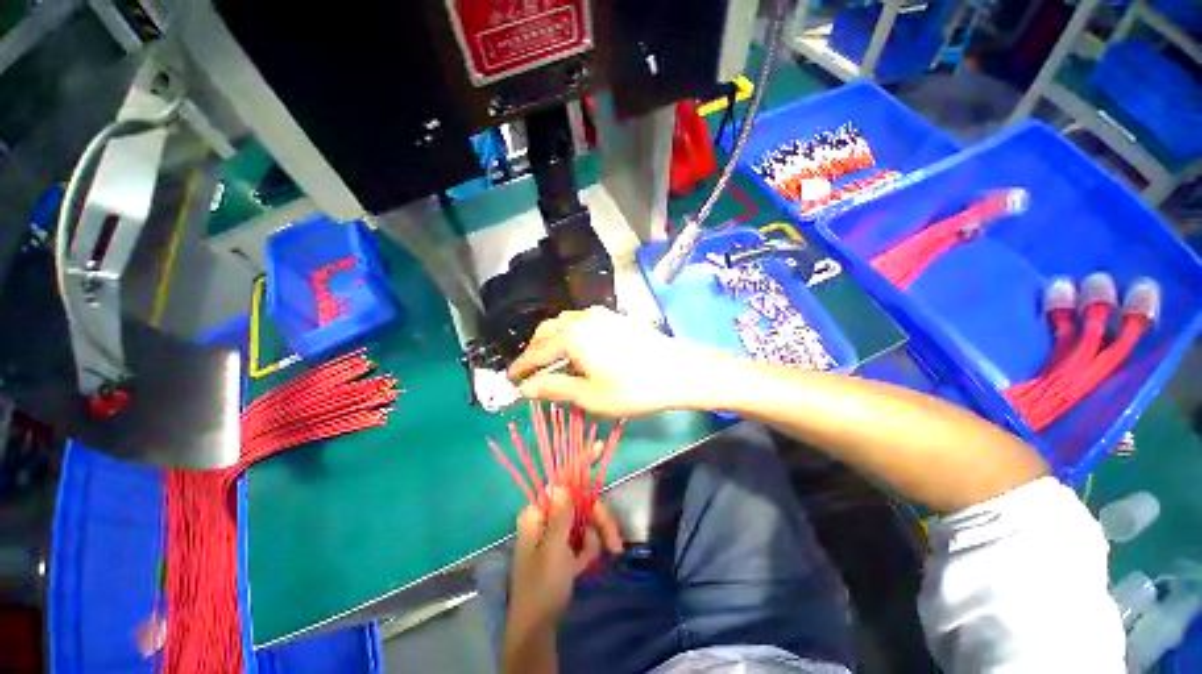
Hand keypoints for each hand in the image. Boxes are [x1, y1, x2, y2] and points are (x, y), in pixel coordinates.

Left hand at [507, 488, 622, 628]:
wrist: (538, 628)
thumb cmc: (543, 585)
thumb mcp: (554, 547)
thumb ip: (560, 514)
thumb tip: (559, 483)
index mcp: (537, 514)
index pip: (566, 490)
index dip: (586, 494)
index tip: (602, 507)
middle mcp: (546, 519)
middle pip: (580, 506)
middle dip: (598, 523)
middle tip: (615, 542)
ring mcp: (555, 534)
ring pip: (584, 522)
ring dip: (593, 541)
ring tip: (589, 563)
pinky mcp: (563, 549)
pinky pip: (582, 540)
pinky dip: (587, 552)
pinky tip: (583, 568)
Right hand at [508, 307, 726, 416]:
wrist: (678, 371)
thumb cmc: (632, 388)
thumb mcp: (589, 395)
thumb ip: (554, 388)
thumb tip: (526, 389)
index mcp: (572, 336)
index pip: (536, 351)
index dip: (521, 366)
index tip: (510, 378)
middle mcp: (582, 319)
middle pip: (547, 331)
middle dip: (534, 350)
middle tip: (529, 372)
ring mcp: (600, 315)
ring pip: (564, 324)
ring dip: (551, 341)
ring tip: (550, 363)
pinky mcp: (614, 318)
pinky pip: (581, 323)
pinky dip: (569, 336)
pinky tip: (575, 352)